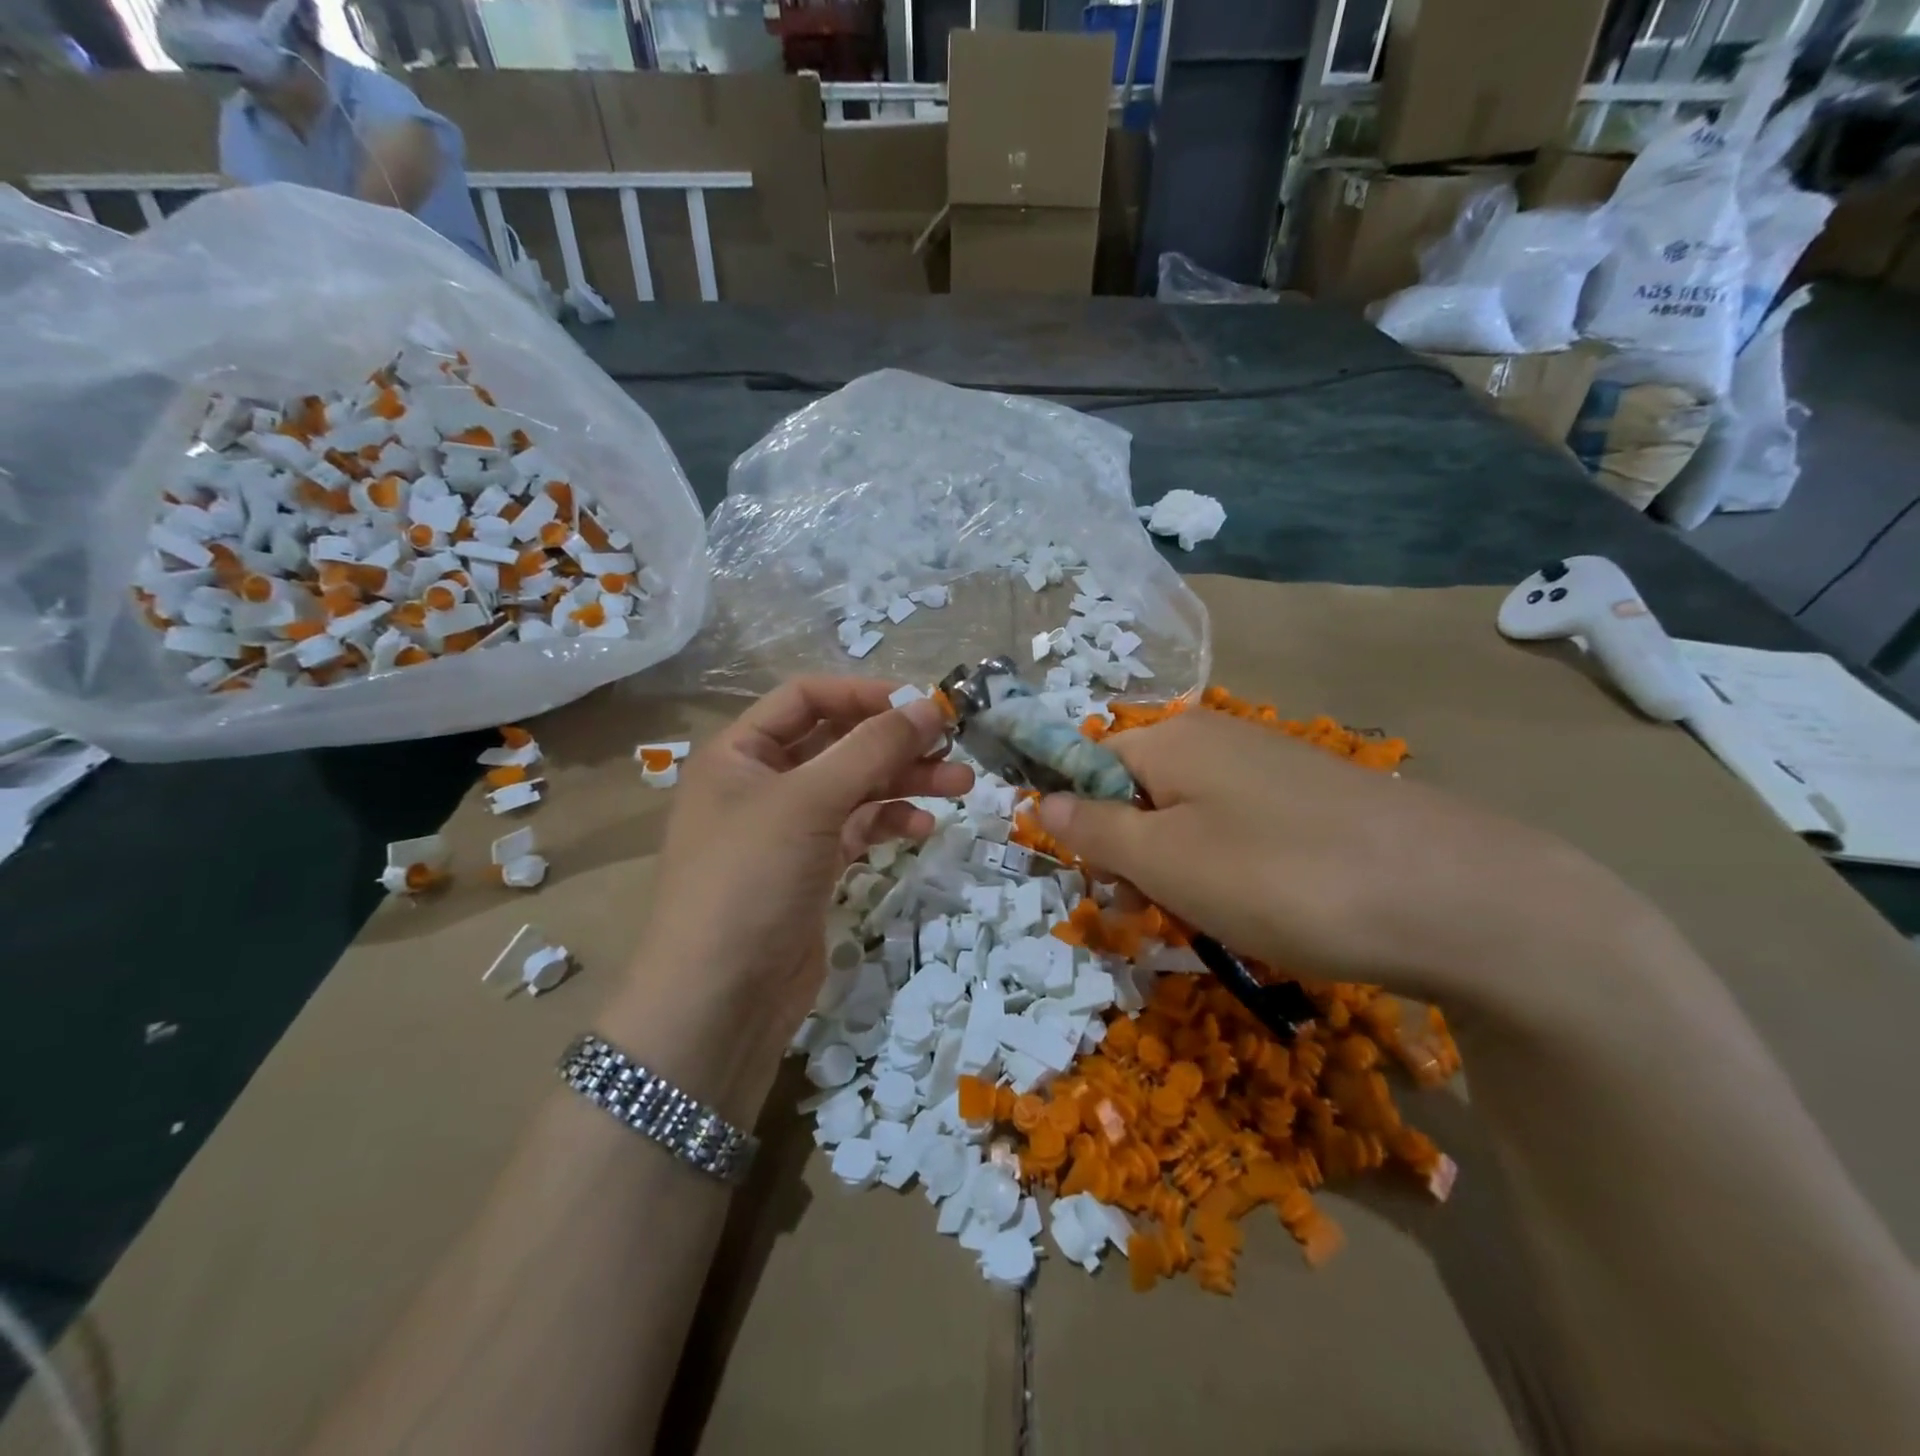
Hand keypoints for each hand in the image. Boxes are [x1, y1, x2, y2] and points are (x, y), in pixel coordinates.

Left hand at [635, 679, 971, 1043]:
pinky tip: (922, 828)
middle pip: (838, 743)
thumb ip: (872, 748)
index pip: (806, 698)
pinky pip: (857, 829)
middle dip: (895, 743)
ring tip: (960, 785)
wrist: (719, 1001)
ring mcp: (786, 830)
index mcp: (740, 752)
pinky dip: (889, 823)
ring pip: (854, 788)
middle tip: (954, 746)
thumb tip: (930, 705)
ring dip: (905, 782)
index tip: (922, 704)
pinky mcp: (810, 870)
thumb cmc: (750, 880)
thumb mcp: (809, 801)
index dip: (864, 694)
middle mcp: (761, 783)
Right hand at [1036, 709, 1626, 1006]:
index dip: (1084, 827)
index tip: (1107, 888)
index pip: (1089, 766)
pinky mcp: (1314, 799)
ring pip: (1191, 819)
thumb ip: (1093, 830)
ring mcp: (1272, 766)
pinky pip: (1242, 830)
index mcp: (1172, 739)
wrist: (1459, 898)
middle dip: (1135, 857)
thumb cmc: (1283, 878)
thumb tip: (1040, 800)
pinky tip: (1270, 909)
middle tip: (1161, 914)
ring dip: (1183, 872)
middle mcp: (1218, 737)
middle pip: (1139, 794)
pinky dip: (1234, 871)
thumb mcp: (1165, 862)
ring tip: (1219, 921)